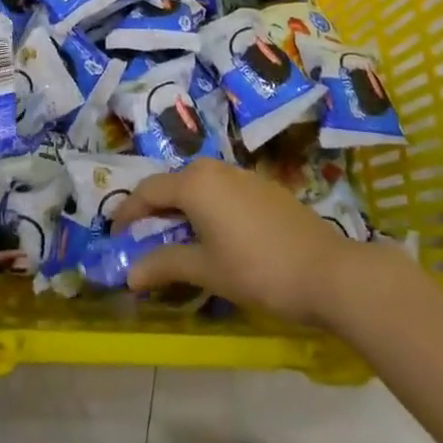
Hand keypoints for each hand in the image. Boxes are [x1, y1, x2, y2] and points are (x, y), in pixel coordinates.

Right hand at [111, 159, 377, 325]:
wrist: (327, 271)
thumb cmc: (257, 270)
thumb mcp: (206, 270)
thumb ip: (164, 265)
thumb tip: (129, 274)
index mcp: (194, 183)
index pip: (147, 192)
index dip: (127, 213)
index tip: (115, 236)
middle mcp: (213, 168)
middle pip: (172, 185)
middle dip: (153, 211)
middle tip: (142, 239)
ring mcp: (241, 174)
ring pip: (197, 186)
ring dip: (180, 209)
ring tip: (176, 240)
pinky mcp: (262, 186)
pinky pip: (220, 191)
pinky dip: (206, 209)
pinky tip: (214, 236)